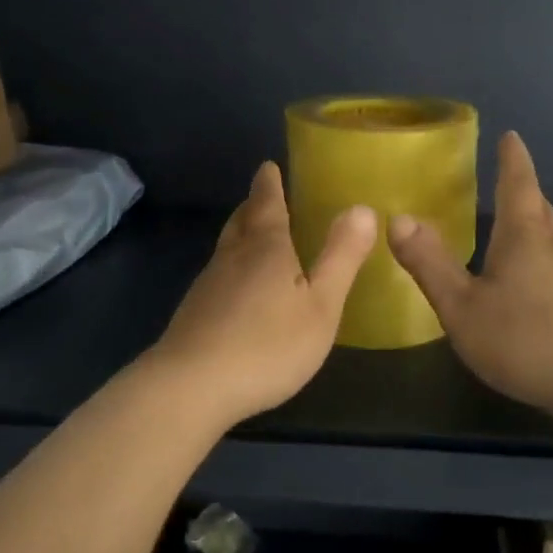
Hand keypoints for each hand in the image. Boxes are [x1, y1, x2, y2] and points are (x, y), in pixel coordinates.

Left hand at [148, 162, 376, 425]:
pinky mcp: (193, 313)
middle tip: (264, 196)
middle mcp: (232, 256)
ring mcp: (208, 285)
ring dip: (241, 235)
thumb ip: (341, 257)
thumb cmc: (267, 344)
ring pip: (226, 248)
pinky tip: (238, 290)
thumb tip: (361, 208)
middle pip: (241, 220)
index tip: (268, 166)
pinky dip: (232, 268)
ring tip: (255, 236)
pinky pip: (218, 276)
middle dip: (254, 206)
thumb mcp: (320, 305)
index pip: (266, 202)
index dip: (269, 183)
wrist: (191, 386)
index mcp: (265, 247)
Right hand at [389, 132, 552, 425]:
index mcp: (524, 237)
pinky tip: (529, 282)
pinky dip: (540, 258)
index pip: (517, 185)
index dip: (512, 159)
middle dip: (524, 189)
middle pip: (539, 208)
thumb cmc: (525, 339)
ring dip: (533, 223)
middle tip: (510, 175)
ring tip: (514, 224)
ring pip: (551, 239)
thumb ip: (430, 264)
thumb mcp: (463, 306)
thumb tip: (398, 219)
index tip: (512, 136)